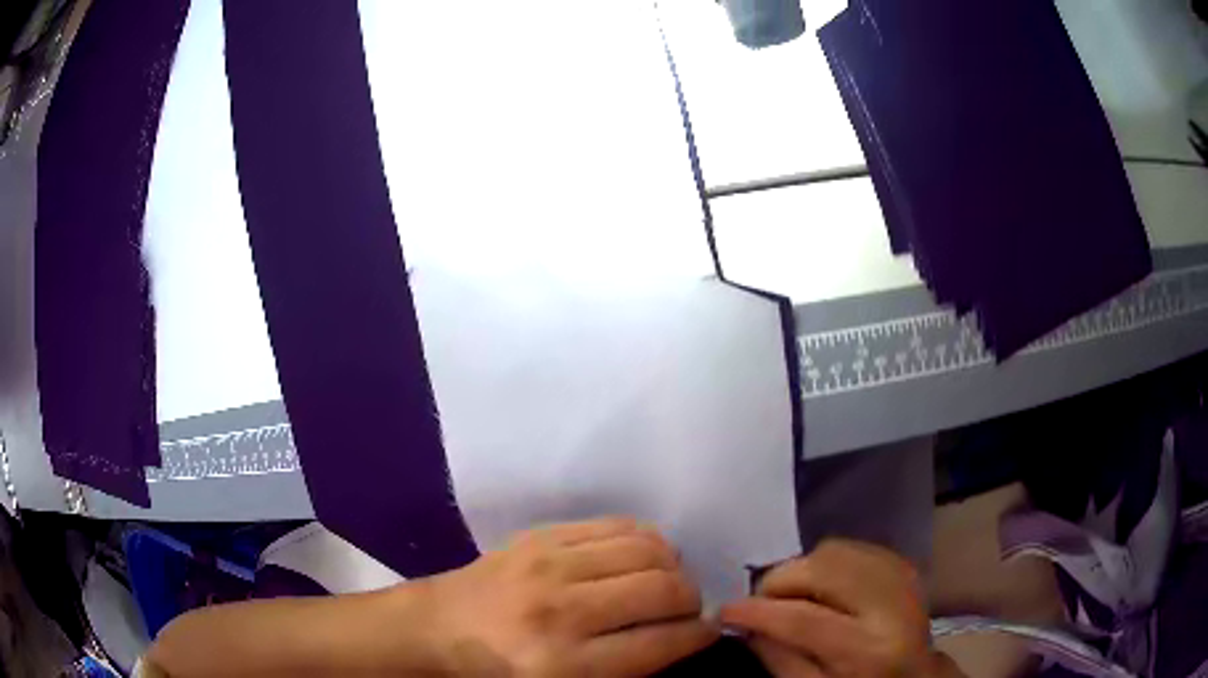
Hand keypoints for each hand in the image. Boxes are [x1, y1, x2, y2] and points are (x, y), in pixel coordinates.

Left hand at [416, 517, 718, 676]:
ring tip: (667, 583)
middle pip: (664, 590)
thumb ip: (625, 672)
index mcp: (565, 664)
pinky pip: (619, 525)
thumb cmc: (500, 674)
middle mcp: (562, 610)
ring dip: (674, 568)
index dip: (699, 636)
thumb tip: (680, 639)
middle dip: (692, 601)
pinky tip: (642, 558)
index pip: (661, 642)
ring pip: (649, 550)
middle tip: (688, 611)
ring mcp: (550, 564)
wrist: (439, 628)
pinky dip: (646, 541)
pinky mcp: (543, 536)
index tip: (708, 633)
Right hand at [719, 539, 960, 677]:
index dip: (759, 612)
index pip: (805, 620)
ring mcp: (902, 576)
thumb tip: (748, 626)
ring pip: (834, 551)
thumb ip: (780, 661)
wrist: (915, 675)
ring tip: (792, 596)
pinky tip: (820, 586)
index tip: (726, 610)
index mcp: (870, 650)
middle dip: (780, 582)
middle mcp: (892, 604)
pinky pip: (850, 546)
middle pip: (823, 571)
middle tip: (762, 602)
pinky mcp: (902, 562)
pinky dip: (824, 562)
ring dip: (802, 570)